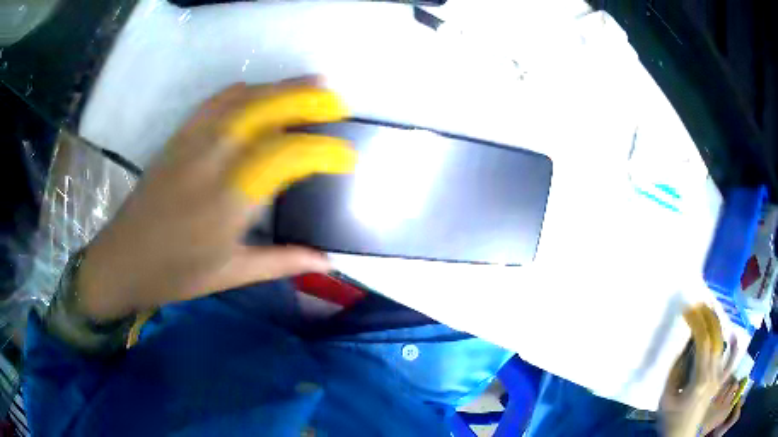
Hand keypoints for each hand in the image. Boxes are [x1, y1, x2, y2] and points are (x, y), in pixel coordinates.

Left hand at [75, 78, 355, 320]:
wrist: (123, 259)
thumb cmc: (176, 274)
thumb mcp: (231, 274)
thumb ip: (282, 262)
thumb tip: (327, 262)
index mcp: (229, 198)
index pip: (288, 156)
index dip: (323, 151)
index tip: (347, 157)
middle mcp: (213, 159)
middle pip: (266, 110)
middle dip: (307, 98)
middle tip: (337, 99)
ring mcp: (193, 142)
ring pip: (243, 98)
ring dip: (281, 87)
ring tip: (310, 85)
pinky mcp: (178, 136)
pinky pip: (216, 101)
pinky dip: (244, 91)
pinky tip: (259, 92)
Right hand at [660, 305, 737, 436]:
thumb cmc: (670, 419)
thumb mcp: (667, 396)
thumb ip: (678, 370)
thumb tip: (687, 344)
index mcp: (699, 380)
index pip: (702, 343)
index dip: (697, 324)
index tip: (688, 310)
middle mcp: (713, 375)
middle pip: (715, 340)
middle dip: (708, 319)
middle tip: (700, 304)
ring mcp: (719, 379)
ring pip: (722, 346)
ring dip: (718, 326)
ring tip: (712, 311)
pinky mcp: (719, 383)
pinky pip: (730, 363)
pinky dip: (734, 349)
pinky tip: (734, 335)